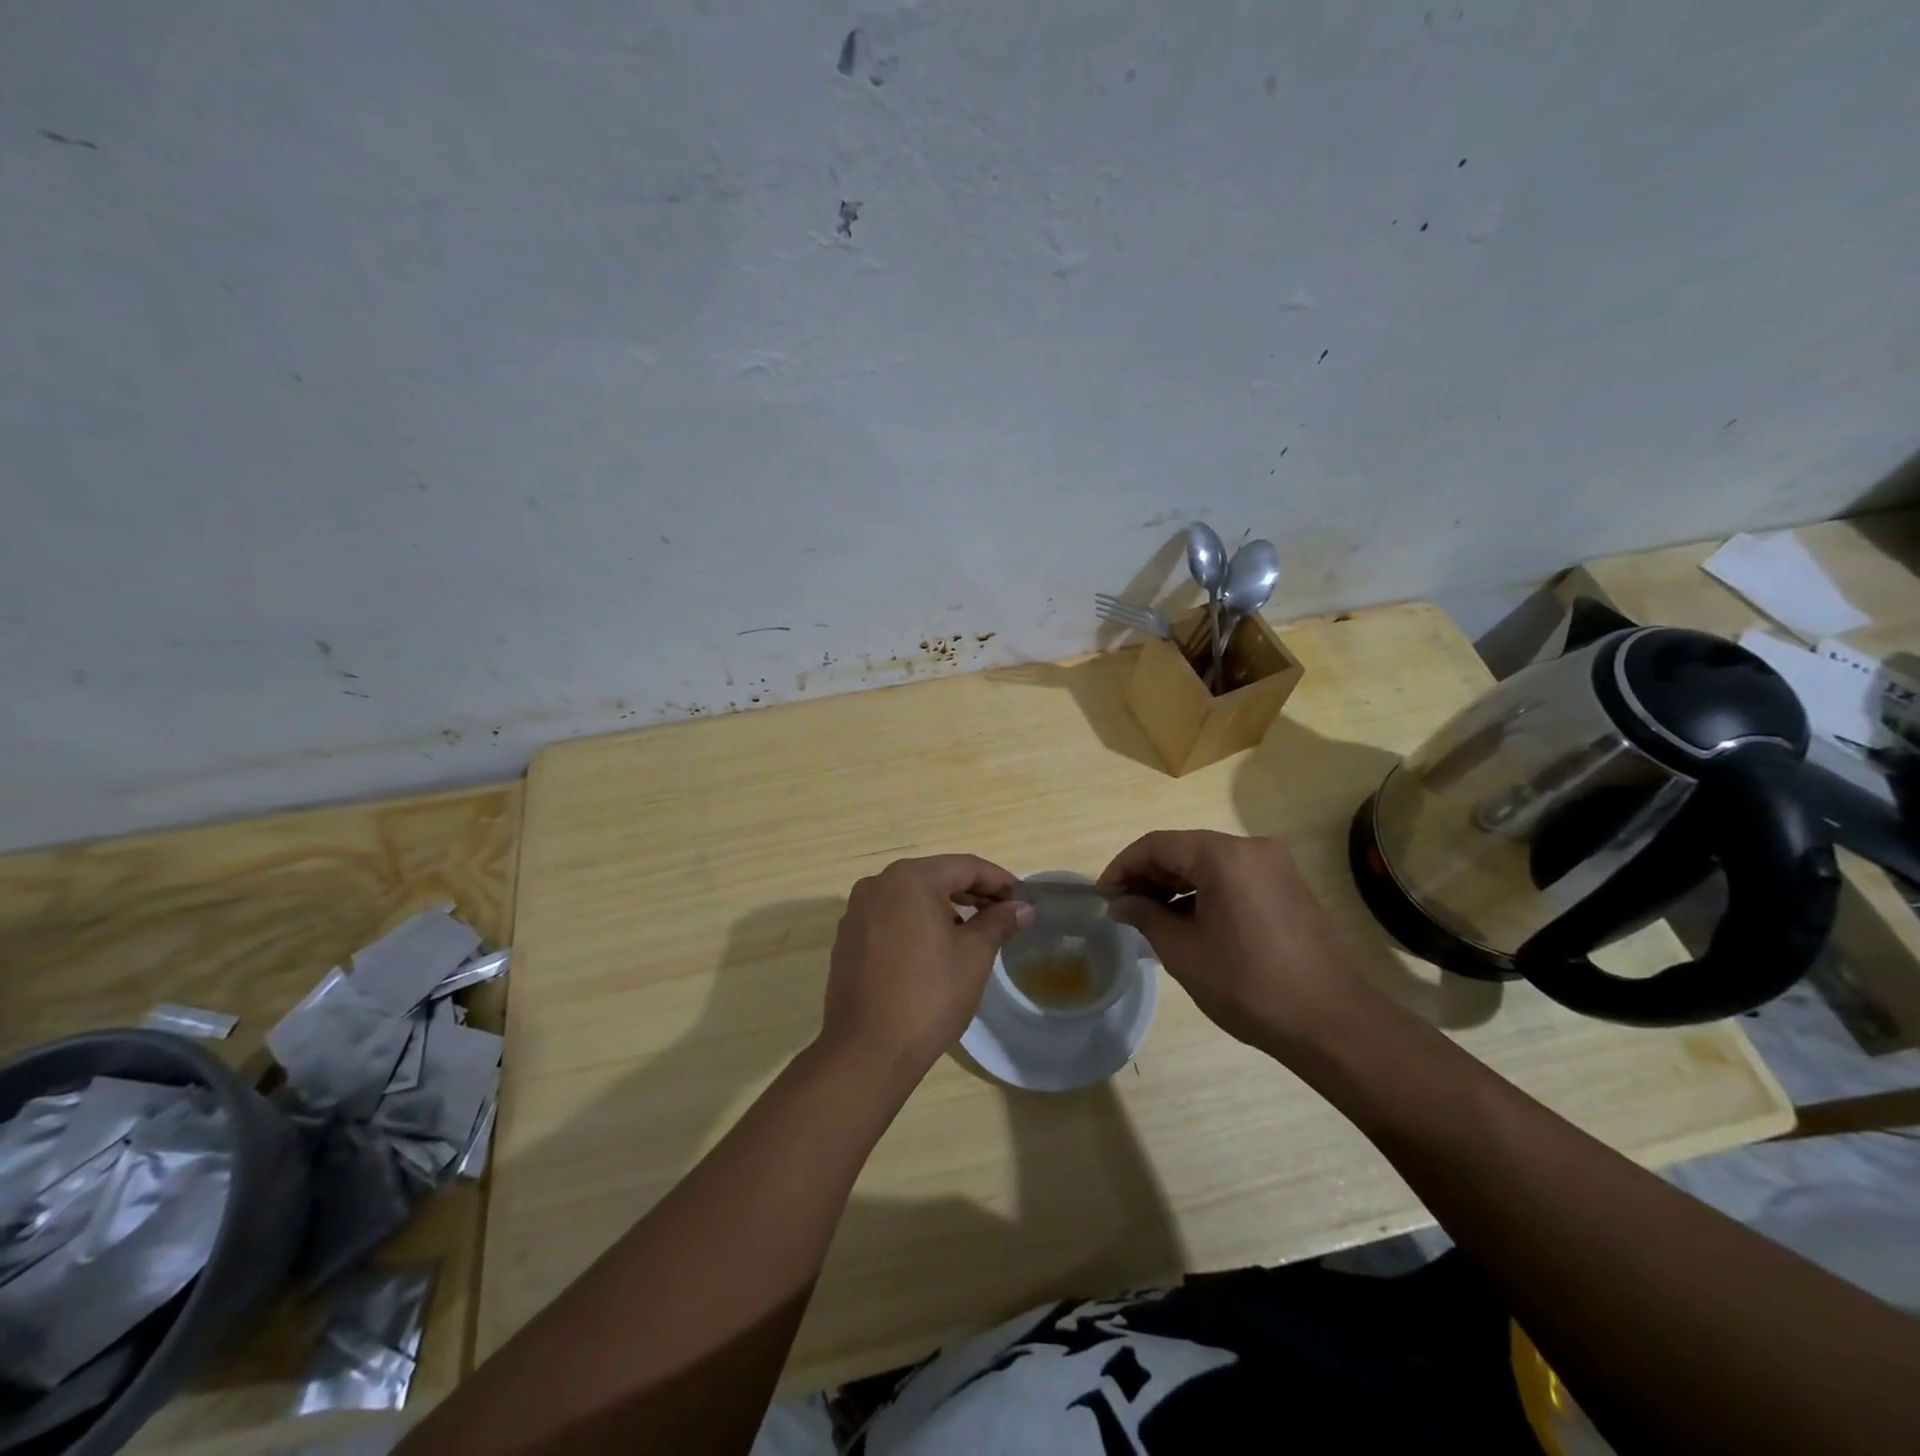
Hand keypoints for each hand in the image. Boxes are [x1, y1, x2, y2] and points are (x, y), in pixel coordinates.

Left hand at [821, 855, 1033, 1079]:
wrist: (867, 1050)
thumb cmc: (929, 996)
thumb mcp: (974, 956)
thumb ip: (998, 922)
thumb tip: (1022, 908)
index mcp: (911, 879)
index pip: (965, 866)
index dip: (999, 881)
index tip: (1022, 900)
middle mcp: (878, 884)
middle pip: (936, 877)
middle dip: (972, 893)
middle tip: (1003, 915)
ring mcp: (858, 910)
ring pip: (911, 896)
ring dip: (944, 907)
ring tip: (973, 932)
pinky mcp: (848, 937)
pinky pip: (891, 916)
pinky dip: (916, 922)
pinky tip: (934, 948)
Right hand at [1098, 830, 1373, 1050]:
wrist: (1331, 1022)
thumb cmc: (1248, 983)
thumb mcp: (1183, 950)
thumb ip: (1145, 916)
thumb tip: (1120, 902)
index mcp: (1223, 855)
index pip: (1157, 844)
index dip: (1123, 866)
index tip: (1103, 894)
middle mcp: (1252, 848)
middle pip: (1185, 849)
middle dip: (1149, 875)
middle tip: (1122, 907)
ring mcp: (1276, 867)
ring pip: (1210, 863)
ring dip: (1176, 884)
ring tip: (1150, 917)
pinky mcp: (1289, 889)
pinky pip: (1234, 878)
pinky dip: (1205, 892)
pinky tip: (1188, 921)